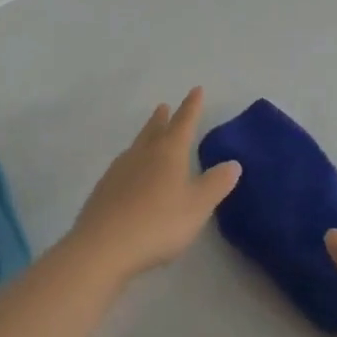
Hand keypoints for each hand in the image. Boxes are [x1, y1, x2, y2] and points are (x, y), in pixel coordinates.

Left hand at [64, 87, 240, 282]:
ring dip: (146, 136)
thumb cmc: (159, 223)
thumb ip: (216, 184)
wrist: (104, 246)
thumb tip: (233, 163)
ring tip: (149, 135)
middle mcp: (142, 154)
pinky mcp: (103, 189)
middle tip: (165, 107)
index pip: (184, 123)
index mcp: (168, 153)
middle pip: (154, 130)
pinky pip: (123, 166)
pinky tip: (131, 173)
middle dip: (163, 118)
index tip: (196, 90)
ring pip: (136, 146)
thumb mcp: (197, 206)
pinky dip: (133, 161)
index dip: (192, 107)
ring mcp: (119, 170)